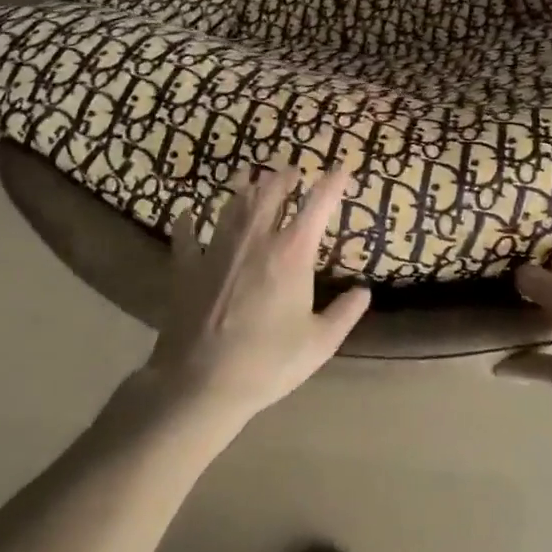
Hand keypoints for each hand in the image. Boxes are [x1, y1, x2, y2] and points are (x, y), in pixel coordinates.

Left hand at [141, 165, 370, 425]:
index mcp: (292, 253)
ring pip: (232, 204)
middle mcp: (255, 239)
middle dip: (284, 176)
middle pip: (271, 192)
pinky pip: (186, 235)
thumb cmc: (268, 363)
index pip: (318, 204)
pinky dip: (188, 222)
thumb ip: (345, 313)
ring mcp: (217, 249)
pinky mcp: (186, 267)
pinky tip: (187, 215)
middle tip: (292, 170)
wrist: (202, 383)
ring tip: (248, 175)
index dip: (332, 183)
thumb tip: (364, 291)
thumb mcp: (319, 344)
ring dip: (243, 186)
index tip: (341, 168)